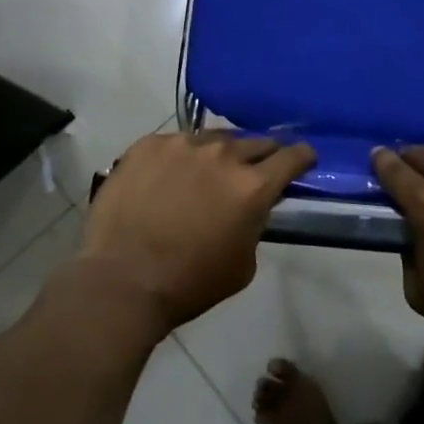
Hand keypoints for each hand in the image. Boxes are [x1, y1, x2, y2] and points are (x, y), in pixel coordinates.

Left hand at [80, 131, 313, 331]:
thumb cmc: (188, 284)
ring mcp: (183, 144)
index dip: (302, 157)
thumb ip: (255, 224)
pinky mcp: (149, 144)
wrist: (120, 282)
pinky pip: (176, 142)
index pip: (292, 156)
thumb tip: (252, 207)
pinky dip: (181, 157)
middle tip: (254, 171)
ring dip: (220, 154)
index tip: (303, 160)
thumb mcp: (243, 264)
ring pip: (214, 139)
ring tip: (208, 172)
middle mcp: (223, 154)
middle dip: (262, 155)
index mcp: (253, 185)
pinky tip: (170, 177)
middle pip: (256, 142)